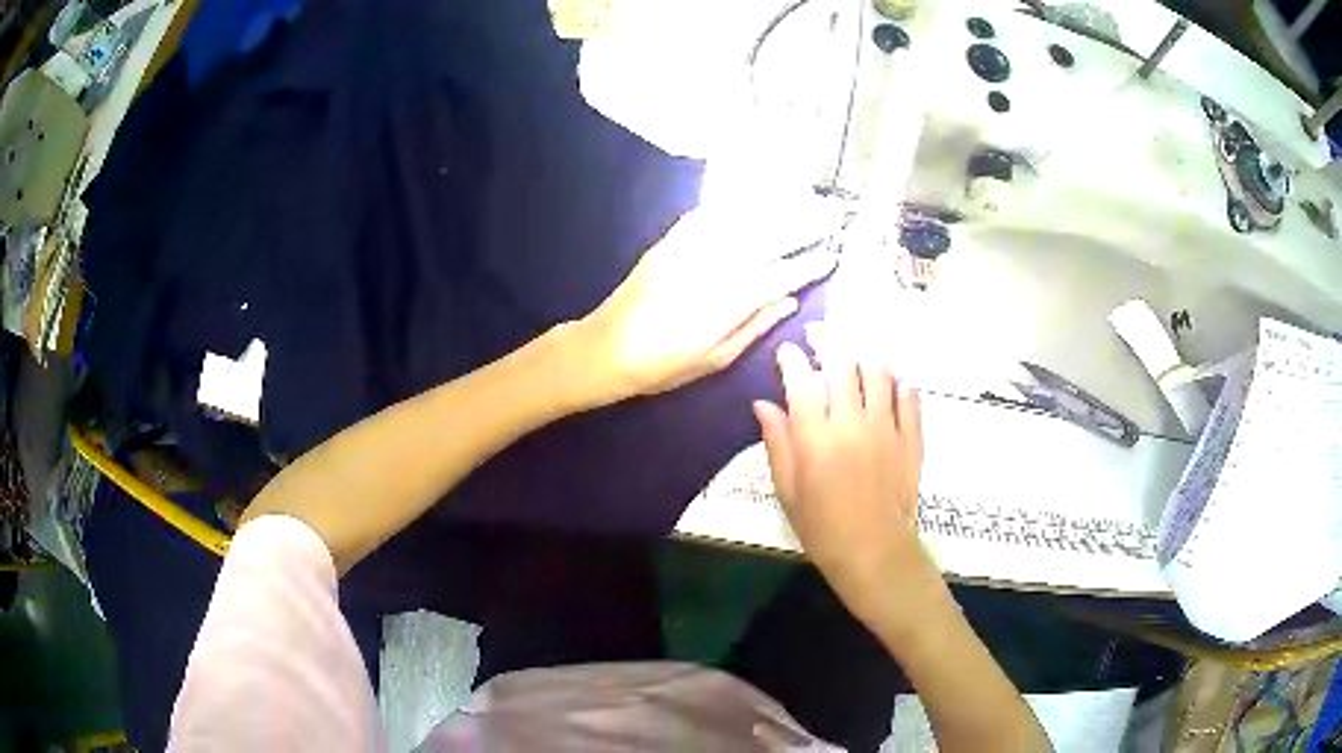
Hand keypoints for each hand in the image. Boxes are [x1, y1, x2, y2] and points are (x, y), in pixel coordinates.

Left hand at [572, 200, 837, 405]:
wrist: (604, 348)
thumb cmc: (662, 366)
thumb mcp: (715, 359)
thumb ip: (755, 326)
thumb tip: (789, 300)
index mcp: (727, 303)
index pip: (780, 275)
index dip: (809, 264)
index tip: (833, 254)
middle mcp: (712, 267)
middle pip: (768, 236)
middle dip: (805, 221)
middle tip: (833, 213)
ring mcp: (689, 249)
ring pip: (742, 218)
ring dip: (778, 204)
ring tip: (806, 197)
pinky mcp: (670, 241)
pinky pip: (709, 213)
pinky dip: (737, 204)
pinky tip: (756, 198)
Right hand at [752, 335, 926, 623]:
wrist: (874, 552)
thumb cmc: (822, 527)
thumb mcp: (787, 490)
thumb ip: (777, 443)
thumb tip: (763, 404)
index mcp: (815, 435)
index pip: (801, 379)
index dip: (791, 358)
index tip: (785, 351)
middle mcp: (851, 420)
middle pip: (841, 362)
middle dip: (827, 339)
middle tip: (818, 333)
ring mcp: (886, 426)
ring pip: (877, 371)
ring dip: (863, 354)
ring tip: (854, 351)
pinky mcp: (911, 437)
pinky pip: (908, 397)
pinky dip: (898, 383)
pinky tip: (891, 382)